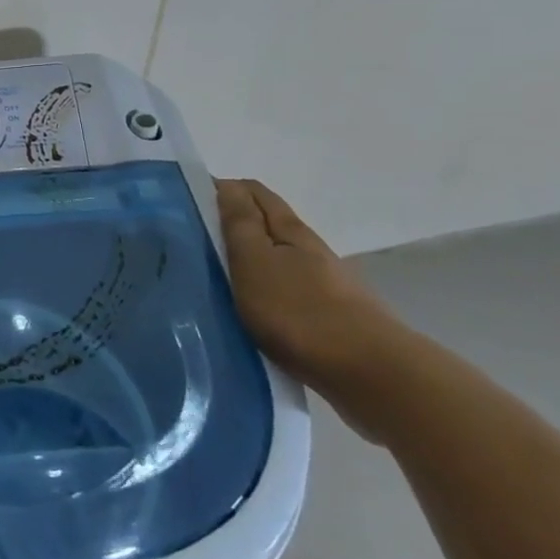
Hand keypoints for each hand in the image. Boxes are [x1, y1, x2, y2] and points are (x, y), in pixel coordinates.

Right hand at [216, 178, 413, 436]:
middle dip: (234, 222)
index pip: (253, 193)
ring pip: (278, 258)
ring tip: (215, 275)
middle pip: (268, 223)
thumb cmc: (299, 311)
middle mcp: (310, 250)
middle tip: (193, 238)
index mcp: (290, 230)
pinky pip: (287, 290)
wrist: (370, 374)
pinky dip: (265, 288)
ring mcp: (325, 285)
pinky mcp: (330, 318)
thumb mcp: (255, 262)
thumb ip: (240, 223)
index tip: (189, 203)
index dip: (222, 190)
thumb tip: (227, 184)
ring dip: (250, 259)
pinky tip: (251, 308)